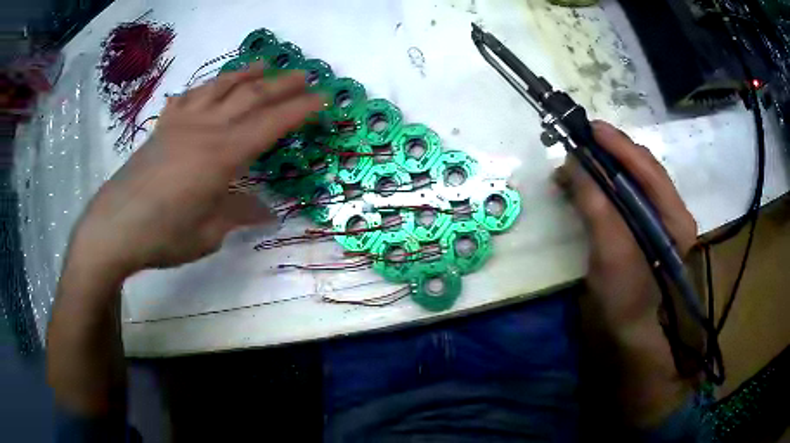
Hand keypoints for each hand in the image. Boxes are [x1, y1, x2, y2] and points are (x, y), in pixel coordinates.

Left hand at [69, 64, 323, 276]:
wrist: (114, 226)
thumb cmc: (163, 235)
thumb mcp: (207, 233)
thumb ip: (238, 214)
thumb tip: (266, 212)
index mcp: (222, 156)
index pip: (271, 124)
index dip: (299, 110)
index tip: (322, 99)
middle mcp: (206, 129)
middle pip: (250, 97)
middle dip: (282, 85)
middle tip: (304, 75)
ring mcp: (182, 124)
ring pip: (220, 88)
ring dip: (246, 74)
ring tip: (264, 64)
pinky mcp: (162, 128)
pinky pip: (187, 98)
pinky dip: (204, 87)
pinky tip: (209, 86)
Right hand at [556, 121, 697, 426]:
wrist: (635, 350)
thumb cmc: (630, 308)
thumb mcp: (613, 258)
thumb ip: (598, 209)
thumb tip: (575, 166)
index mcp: (674, 217)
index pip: (646, 167)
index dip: (616, 144)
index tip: (586, 128)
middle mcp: (670, 216)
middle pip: (641, 171)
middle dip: (609, 153)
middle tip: (576, 145)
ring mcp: (657, 228)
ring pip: (632, 186)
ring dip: (604, 171)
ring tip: (575, 166)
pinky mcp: (642, 240)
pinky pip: (624, 205)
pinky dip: (603, 192)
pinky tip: (586, 193)